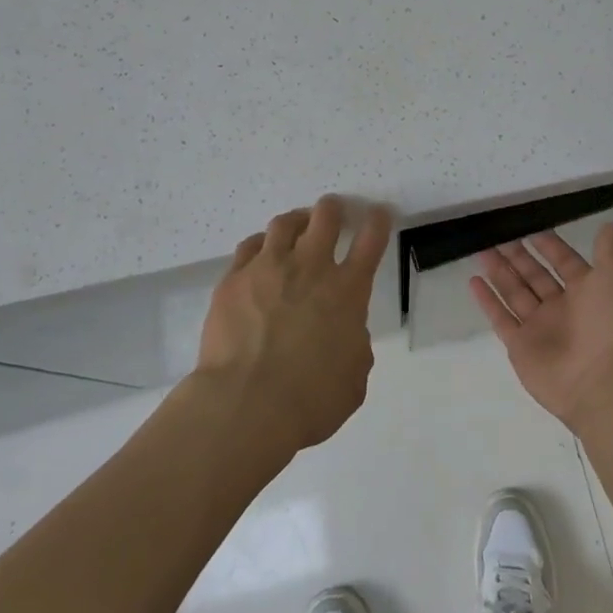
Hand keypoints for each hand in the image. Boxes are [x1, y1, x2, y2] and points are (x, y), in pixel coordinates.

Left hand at [196, 195, 392, 458]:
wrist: (246, 404)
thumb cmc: (310, 400)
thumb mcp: (353, 380)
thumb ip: (355, 348)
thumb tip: (346, 335)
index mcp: (347, 291)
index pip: (370, 241)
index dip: (378, 222)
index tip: (379, 213)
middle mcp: (310, 267)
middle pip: (325, 217)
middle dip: (333, 209)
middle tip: (333, 211)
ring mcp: (268, 268)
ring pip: (284, 224)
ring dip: (296, 221)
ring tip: (296, 227)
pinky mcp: (234, 279)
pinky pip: (248, 246)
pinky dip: (260, 245)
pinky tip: (259, 253)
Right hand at [469, 224, 612, 431]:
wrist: (601, 383)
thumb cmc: (608, 325)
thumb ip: (608, 250)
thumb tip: (612, 223)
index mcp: (586, 292)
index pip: (563, 262)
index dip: (548, 244)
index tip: (528, 225)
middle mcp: (561, 308)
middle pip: (534, 275)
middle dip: (517, 255)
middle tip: (496, 232)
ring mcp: (538, 327)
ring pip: (514, 292)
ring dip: (498, 271)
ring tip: (480, 249)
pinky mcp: (520, 346)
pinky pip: (500, 318)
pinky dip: (487, 300)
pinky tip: (474, 280)